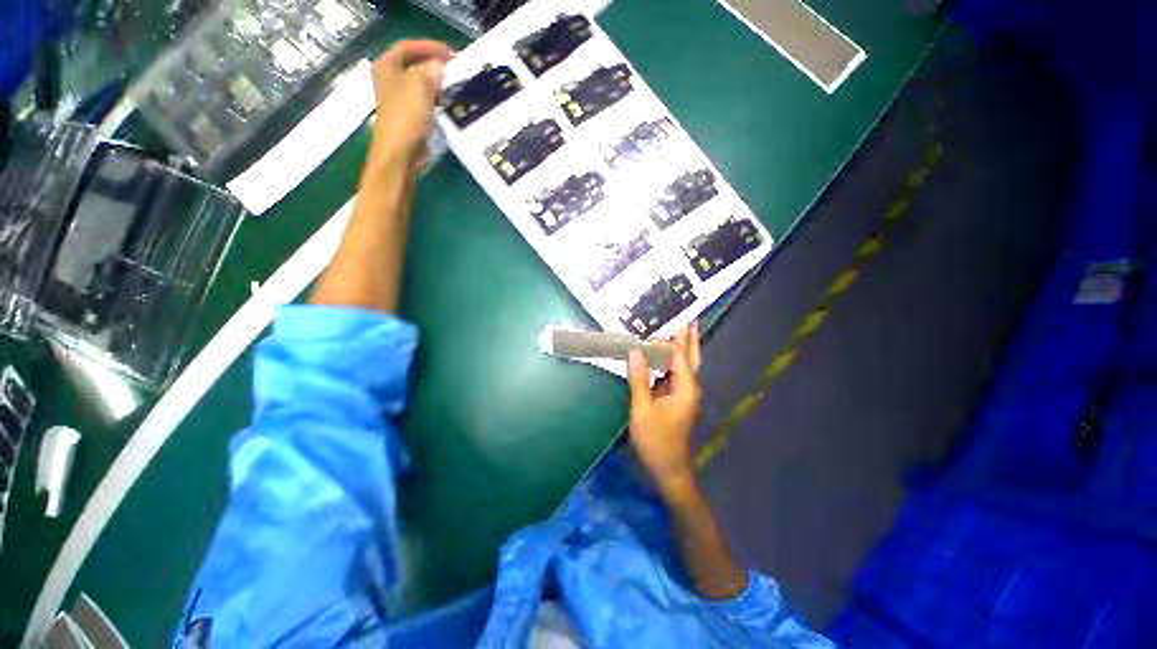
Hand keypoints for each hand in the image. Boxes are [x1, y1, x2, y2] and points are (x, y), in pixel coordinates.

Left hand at [368, 40, 454, 164]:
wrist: (401, 151)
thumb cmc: (406, 116)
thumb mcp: (419, 85)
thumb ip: (430, 70)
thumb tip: (439, 65)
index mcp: (386, 66)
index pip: (407, 47)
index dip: (429, 46)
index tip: (450, 54)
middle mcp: (389, 79)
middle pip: (414, 65)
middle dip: (434, 66)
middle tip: (455, 69)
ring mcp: (398, 99)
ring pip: (420, 84)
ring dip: (437, 84)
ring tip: (455, 86)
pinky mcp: (408, 116)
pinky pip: (425, 101)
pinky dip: (436, 100)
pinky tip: (448, 104)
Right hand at [627, 322, 703, 499]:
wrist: (669, 470)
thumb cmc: (656, 441)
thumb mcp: (642, 410)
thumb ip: (639, 379)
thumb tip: (635, 352)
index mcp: (685, 387)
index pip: (677, 355)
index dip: (662, 343)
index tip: (643, 338)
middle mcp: (690, 387)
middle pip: (691, 356)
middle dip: (690, 337)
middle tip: (689, 318)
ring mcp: (685, 394)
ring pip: (686, 365)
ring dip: (683, 347)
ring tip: (681, 330)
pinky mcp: (678, 400)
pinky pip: (676, 375)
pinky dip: (672, 362)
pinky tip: (666, 357)